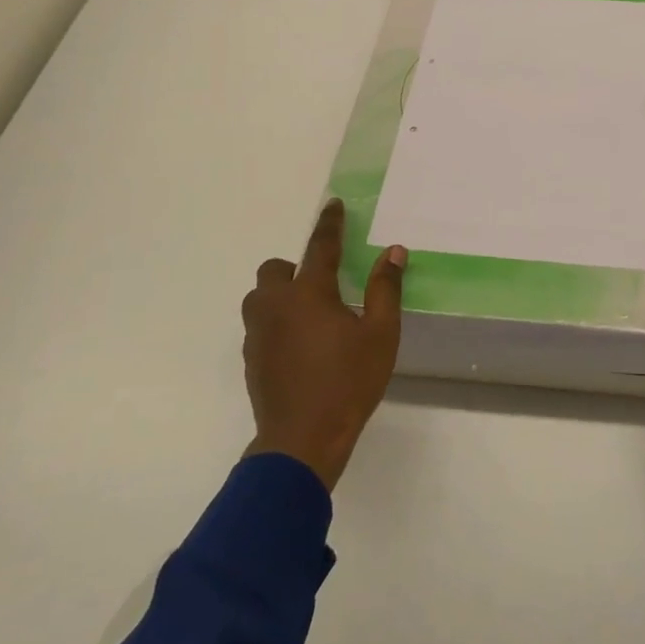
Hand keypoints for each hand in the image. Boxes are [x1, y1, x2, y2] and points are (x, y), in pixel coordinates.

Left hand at [241, 199, 406, 490]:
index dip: (329, 224)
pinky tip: (299, 345)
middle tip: (322, 286)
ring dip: (280, 294)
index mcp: (309, 293)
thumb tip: (394, 252)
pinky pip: (259, 325)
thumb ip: (386, 289)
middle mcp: (276, 305)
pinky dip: (275, 322)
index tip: (332, 204)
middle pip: (275, 269)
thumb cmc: (349, 382)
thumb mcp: (381, 335)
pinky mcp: (251, 358)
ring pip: (260, 297)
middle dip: (294, 267)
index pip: (320, 247)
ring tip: (308, 315)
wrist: (302, 439)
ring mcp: (258, 333)